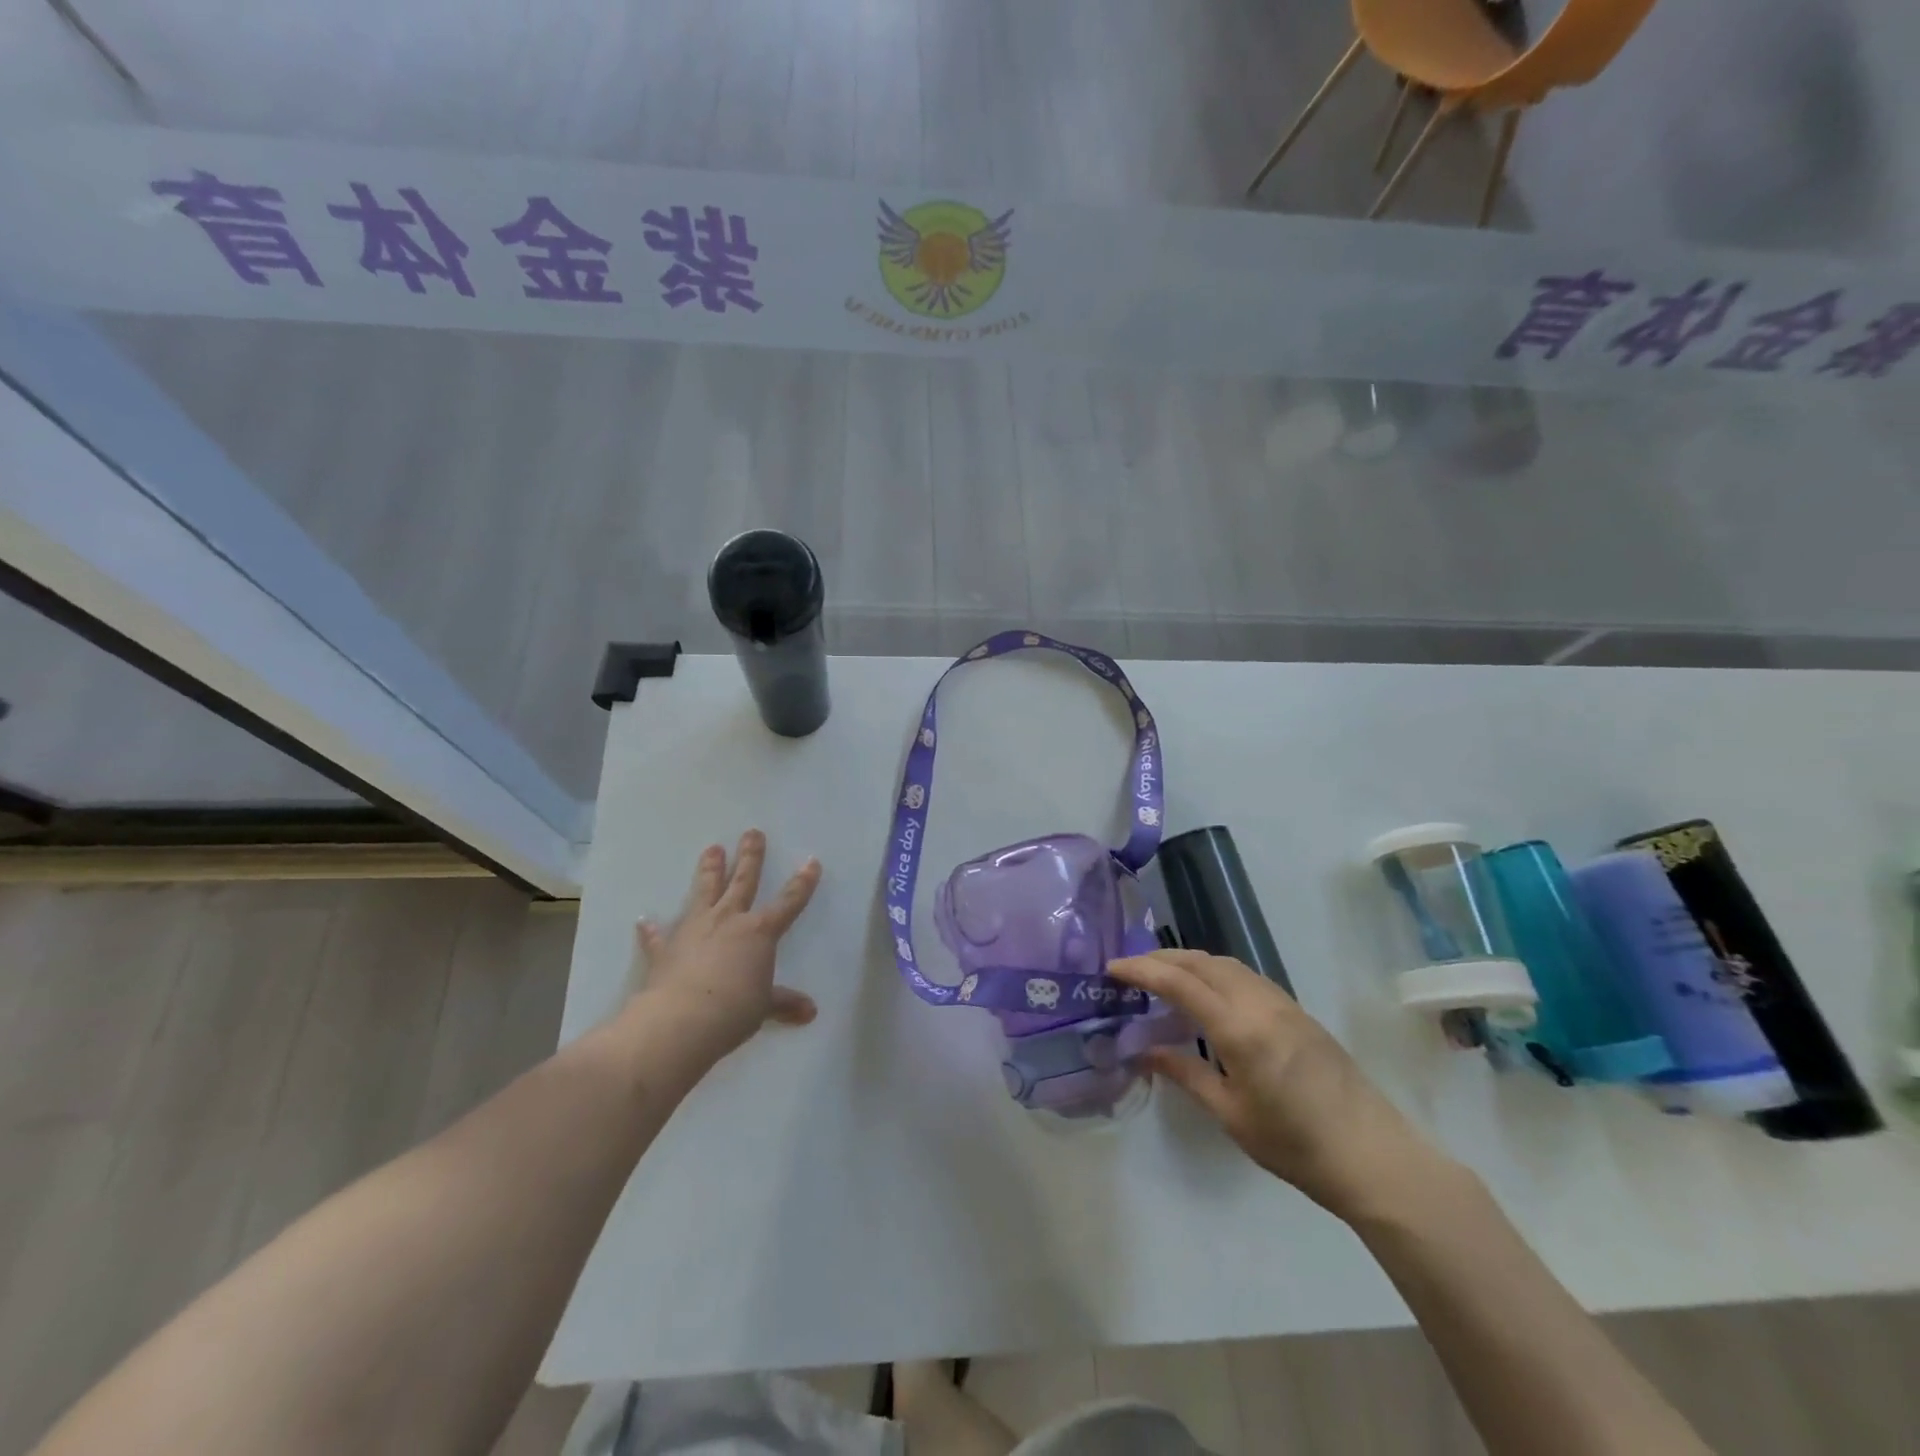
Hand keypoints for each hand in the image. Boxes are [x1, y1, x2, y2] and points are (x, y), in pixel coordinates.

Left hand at [631, 830, 821, 1065]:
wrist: (681, 1020)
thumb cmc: (734, 1010)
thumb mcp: (764, 1007)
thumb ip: (784, 1003)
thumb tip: (810, 1012)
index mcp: (759, 932)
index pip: (788, 902)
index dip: (802, 883)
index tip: (811, 862)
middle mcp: (728, 920)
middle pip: (743, 881)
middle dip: (750, 856)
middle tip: (752, 832)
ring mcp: (695, 929)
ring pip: (704, 891)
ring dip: (709, 870)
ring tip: (712, 848)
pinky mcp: (666, 948)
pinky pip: (658, 936)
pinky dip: (651, 930)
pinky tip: (643, 921)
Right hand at [1109, 950, 1448, 1220]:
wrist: (1374, 1156)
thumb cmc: (1295, 1145)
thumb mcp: (1231, 1114)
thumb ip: (1185, 1074)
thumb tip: (1144, 1050)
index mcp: (1239, 1028)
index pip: (1180, 982)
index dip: (1142, 969)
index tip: (1112, 967)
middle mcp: (1259, 1003)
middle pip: (1203, 962)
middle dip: (1162, 958)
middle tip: (1131, 968)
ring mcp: (1283, 1003)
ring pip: (1226, 964)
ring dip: (1190, 961)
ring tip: (1163, 975)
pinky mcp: (1298, 1012)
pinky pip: (1246, 976)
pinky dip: (1216, 972)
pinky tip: (1208, 993)